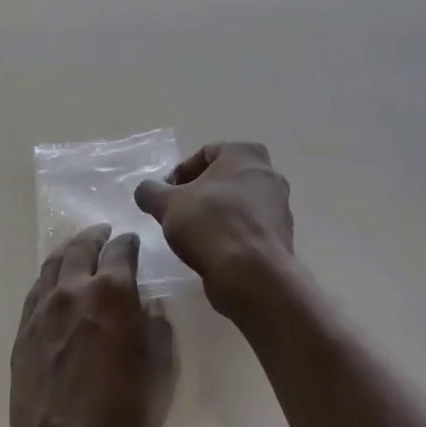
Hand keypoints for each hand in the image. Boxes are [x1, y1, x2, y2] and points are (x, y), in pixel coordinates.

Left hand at [5, 225, 176, 426]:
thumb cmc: (125, 414)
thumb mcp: (161, 370)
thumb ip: (157, 329)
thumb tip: (148, 307)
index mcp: (113, 293)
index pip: (121, 250)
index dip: (129, 243)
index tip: (133, 243)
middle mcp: (74, 290)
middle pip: (81, 247)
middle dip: (95, 237)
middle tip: (103, 234)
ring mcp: (42, 309)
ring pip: (52, 264)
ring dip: (68, 251)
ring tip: (77, 249)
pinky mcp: (23, 331)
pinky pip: (35, 290)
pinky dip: (48, 277)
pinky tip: (54, 282)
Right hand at [134, 143, 294, 310]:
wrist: (251, 273)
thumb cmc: (210, 225)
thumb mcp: (167, 204)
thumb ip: (150, 191)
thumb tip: (145, 191)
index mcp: (246, 154)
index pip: (206, 153)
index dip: (180, 173)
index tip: (165, 195)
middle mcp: (269, 174)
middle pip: (224, 179)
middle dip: (199, 194)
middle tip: (177, 213)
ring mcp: (280, 207)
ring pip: (238, 204)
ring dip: (215, 215)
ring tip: (193, 235)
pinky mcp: (280, 236)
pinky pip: (248, 228)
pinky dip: (230, 234)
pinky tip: (213, 251)